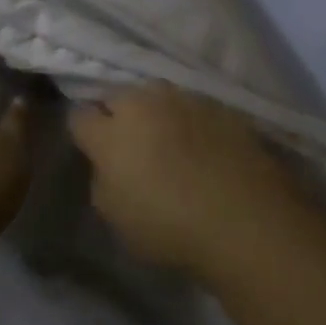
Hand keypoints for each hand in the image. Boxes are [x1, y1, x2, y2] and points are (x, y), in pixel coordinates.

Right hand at [69, 83, 297, 276]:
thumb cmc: (170, 229)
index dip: (84, 132)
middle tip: (130, 144)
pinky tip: (202, 143)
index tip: (92, 149)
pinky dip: (190, 119)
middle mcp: (143, 103)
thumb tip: (107, 164)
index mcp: (110, 132)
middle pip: (118, 96)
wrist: (246, 218)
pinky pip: (192, 105)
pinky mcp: (218, 103)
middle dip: (118, 114)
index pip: (80, 116)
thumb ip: (103, 181)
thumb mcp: (117, 219)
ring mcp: (183, 98)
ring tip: (168, 139)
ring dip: (155, 112)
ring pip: (156, 95)